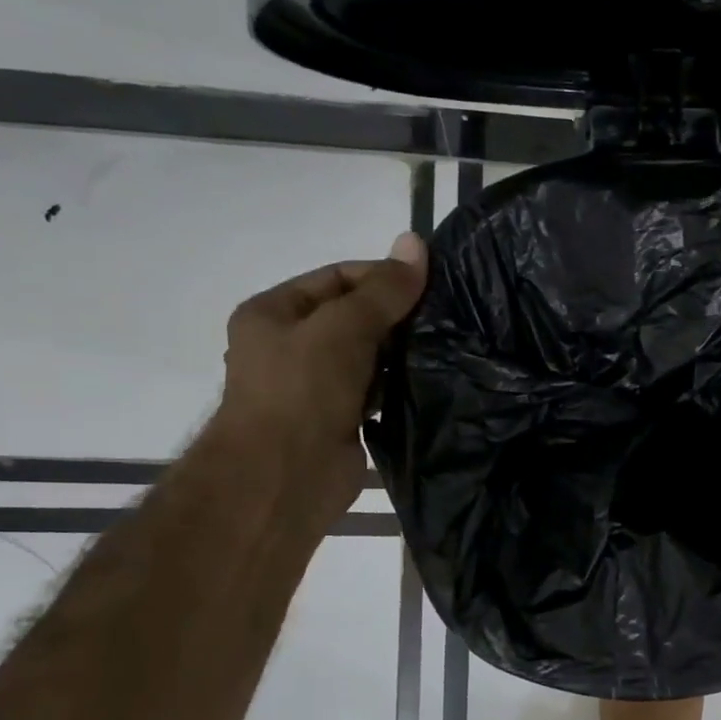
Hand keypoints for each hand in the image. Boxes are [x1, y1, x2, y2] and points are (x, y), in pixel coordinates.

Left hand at [212, 232, 428, 518]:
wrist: (284, 478)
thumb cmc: (302, 391)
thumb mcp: (342, 328)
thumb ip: (382, 290)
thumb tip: (416, 241)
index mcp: (274, 313)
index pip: (336, 278)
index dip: (381, 276)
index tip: (429, 284)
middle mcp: (290, 345)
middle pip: (352, 316)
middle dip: (395, 316)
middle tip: (445, 316)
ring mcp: (314, 386)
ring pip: (366, 356)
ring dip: (399, 352)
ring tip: (446, 345)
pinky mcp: (338, 420)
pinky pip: (374, 391)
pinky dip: (397, 385)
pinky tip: (430, 380)